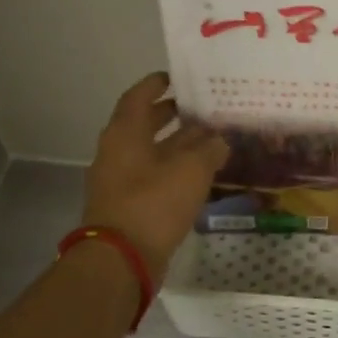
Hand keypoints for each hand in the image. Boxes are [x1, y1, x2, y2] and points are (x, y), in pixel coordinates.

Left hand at [81, 73, 228, 277]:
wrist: (121, 260)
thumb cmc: (153, 203)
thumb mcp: (191, 170)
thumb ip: (209, 149)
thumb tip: (220, 140)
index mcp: (125, 134)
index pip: (138, 97)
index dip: (157, 84)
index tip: (178, 77)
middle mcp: (118, 152)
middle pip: (145, 124)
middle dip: (172, 115)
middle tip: (201, 108)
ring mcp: (121, 181)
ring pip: (152, 153)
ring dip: (178, 145)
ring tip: (211, 140)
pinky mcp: (130, 206)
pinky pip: (154, 177)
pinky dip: (176, 170)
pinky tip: (202, 175)